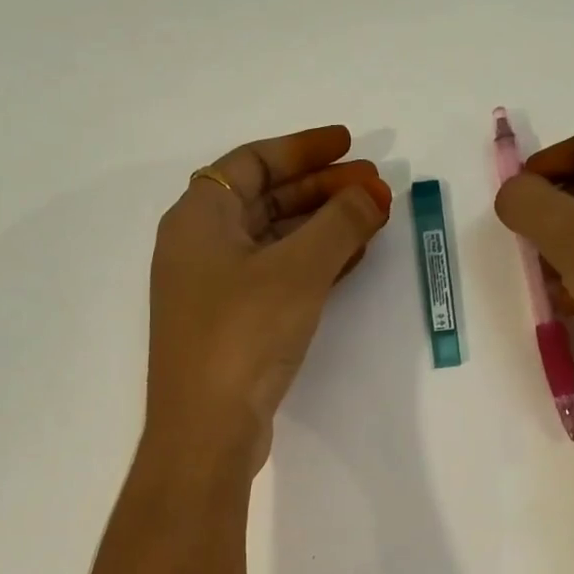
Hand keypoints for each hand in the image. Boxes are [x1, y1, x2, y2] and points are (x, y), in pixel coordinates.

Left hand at [145, 125, 391, 473]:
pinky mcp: (231, 325)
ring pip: (274, 240)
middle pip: (265, 199)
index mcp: (198, 217)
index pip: (253, 161)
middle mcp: (199, 246)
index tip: (351, 145)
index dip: (304, 149)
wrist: (206, 428)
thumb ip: (340, 223)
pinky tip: (350, 260)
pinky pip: (276, 276)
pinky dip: (312, 263)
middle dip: (322, 190)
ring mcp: (213, 289)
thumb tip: (372, 193)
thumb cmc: (243, 334)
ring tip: (372, 219)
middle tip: (375, 187)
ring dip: (322, 227)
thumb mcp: (297, 270)